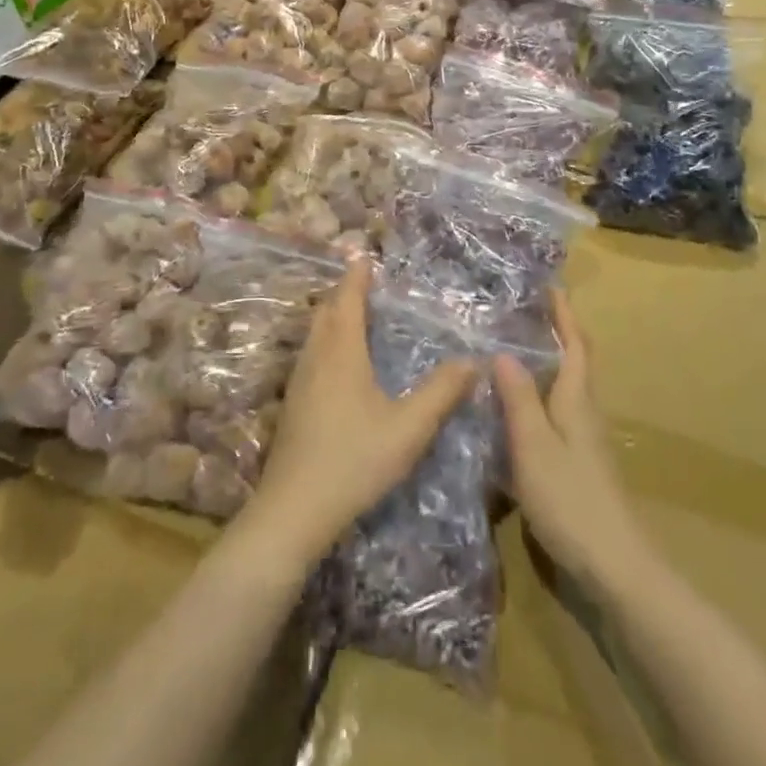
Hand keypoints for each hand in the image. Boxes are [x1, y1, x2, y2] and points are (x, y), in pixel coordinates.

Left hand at [237, 254, 476, 571]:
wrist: (294, 508)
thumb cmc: (354, 460)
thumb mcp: (408, 428)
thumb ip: (441, 393)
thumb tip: (473, 361)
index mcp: (342, 352)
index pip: (347, 299)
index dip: (356, 276)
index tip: (365, 256)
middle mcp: (316, 356)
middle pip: (326, 310)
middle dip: (343, 292)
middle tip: (364, 282)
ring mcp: (299, 380)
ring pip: (314, 333)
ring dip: (331, 315)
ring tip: (353, 315)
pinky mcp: (292, 403)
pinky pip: (310, 353)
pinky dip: (325, 339)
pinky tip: (337, 363)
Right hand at [495, 294, 649, 590]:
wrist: (616, 568)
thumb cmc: (571, 500)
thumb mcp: (534, 446)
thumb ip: (519, 399)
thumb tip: (503, 352)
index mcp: (576, 400)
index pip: (574, 345)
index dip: (564, 314)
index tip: (550, 285)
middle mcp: (584, 413)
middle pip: (574, 362)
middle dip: (556, 332)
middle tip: (523, 311)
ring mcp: (583, 441)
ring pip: (565, 388)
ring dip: (546, 363)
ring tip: (512, 349)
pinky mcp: (577, 465)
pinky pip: (556, 413)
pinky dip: (538, 396)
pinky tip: (515, 407)